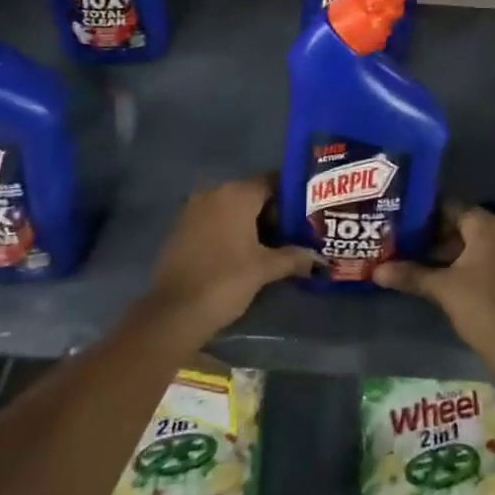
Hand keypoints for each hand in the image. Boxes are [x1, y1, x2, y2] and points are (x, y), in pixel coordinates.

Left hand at [145, 177, 319, 346]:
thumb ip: (294, 258)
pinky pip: (213, 221)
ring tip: (272, 246)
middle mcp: (214, 193)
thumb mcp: (265, 268)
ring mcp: (193, 209)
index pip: (272, 182)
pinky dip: (229, 231)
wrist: (174, 312)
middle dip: (272, 213)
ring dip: (250, 223)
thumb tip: (320, 260)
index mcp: (237, 194)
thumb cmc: (225, 280)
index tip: (307, 214)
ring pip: (231, 208)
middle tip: (294, 234)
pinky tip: (242, 253)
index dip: (292, 197)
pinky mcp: (180, 229)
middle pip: (251, 194)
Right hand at [375, 206, 494, 362]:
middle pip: (462, 225)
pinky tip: (445, 278)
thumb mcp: (442, 288)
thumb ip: (411, 275)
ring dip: (450, 252)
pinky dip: (467, 264)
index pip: (450, 207)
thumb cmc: (481, 305)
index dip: (425, 215)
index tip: (402, 224)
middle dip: (435, 235)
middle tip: (406, 244)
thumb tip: (377, 271)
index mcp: (486, 224)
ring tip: (420, 262)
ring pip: (475, 243)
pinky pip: (487, 258)